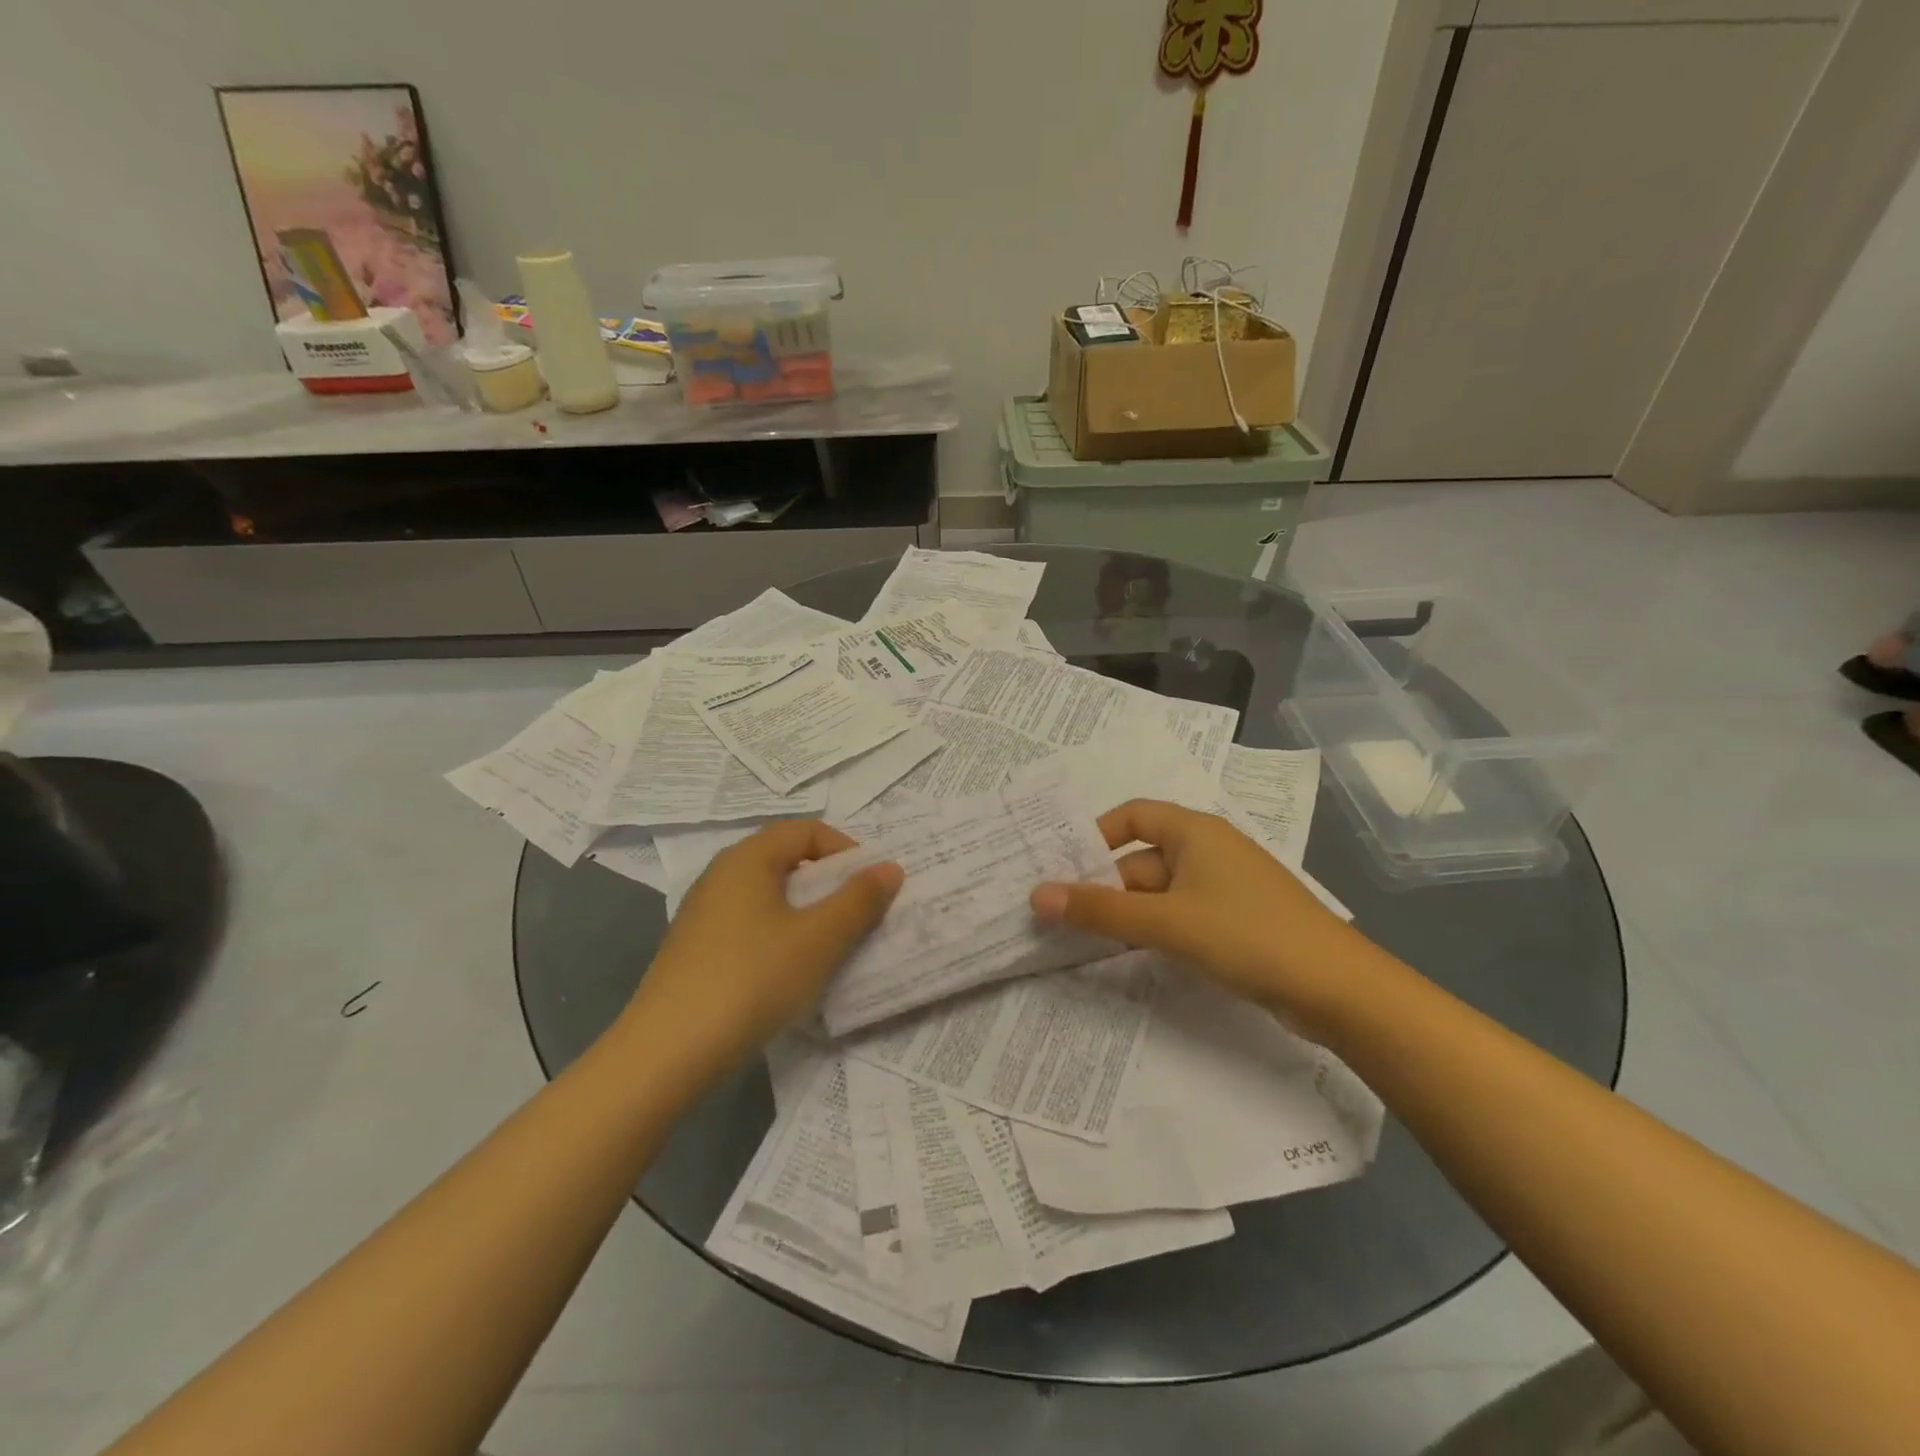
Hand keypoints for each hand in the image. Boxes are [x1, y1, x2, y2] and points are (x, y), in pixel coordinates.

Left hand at [622, 820, 901, 1085]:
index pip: (807, 830)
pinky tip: (790, 973)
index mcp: (748, 858)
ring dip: (807, 913)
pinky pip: (751, 925)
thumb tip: (890, 868)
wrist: (667, 1054)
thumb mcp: (819, 940)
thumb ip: (859, 900)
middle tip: (858, 917)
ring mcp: (704, 914)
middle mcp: (721, 875)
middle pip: (787, 860)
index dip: (846, 851)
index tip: (870, 887)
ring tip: (831, 947)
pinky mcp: (696, 950)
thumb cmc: (752, 980)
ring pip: (770, 896)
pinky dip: (781, 936)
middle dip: (830, 884)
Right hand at [1030, 799, 1364, 1032]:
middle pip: (1141, 859)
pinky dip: (1153, 929)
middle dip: (1104, 886)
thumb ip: (1100, 909)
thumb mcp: (1166, 922)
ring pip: (1159, 892)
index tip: (1064, 868)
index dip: (1095, 836)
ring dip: (1125, 913)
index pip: (1131, 815)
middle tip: (1060, 918)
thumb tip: (1037, 894)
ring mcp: (1224, 887)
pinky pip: (1180, 915)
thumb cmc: (1247, 935)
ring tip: (1083, 940)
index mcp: (1195, 831)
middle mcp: (1208, 850)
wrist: (1338, 989)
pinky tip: (1130, 954)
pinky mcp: (1235, 921)